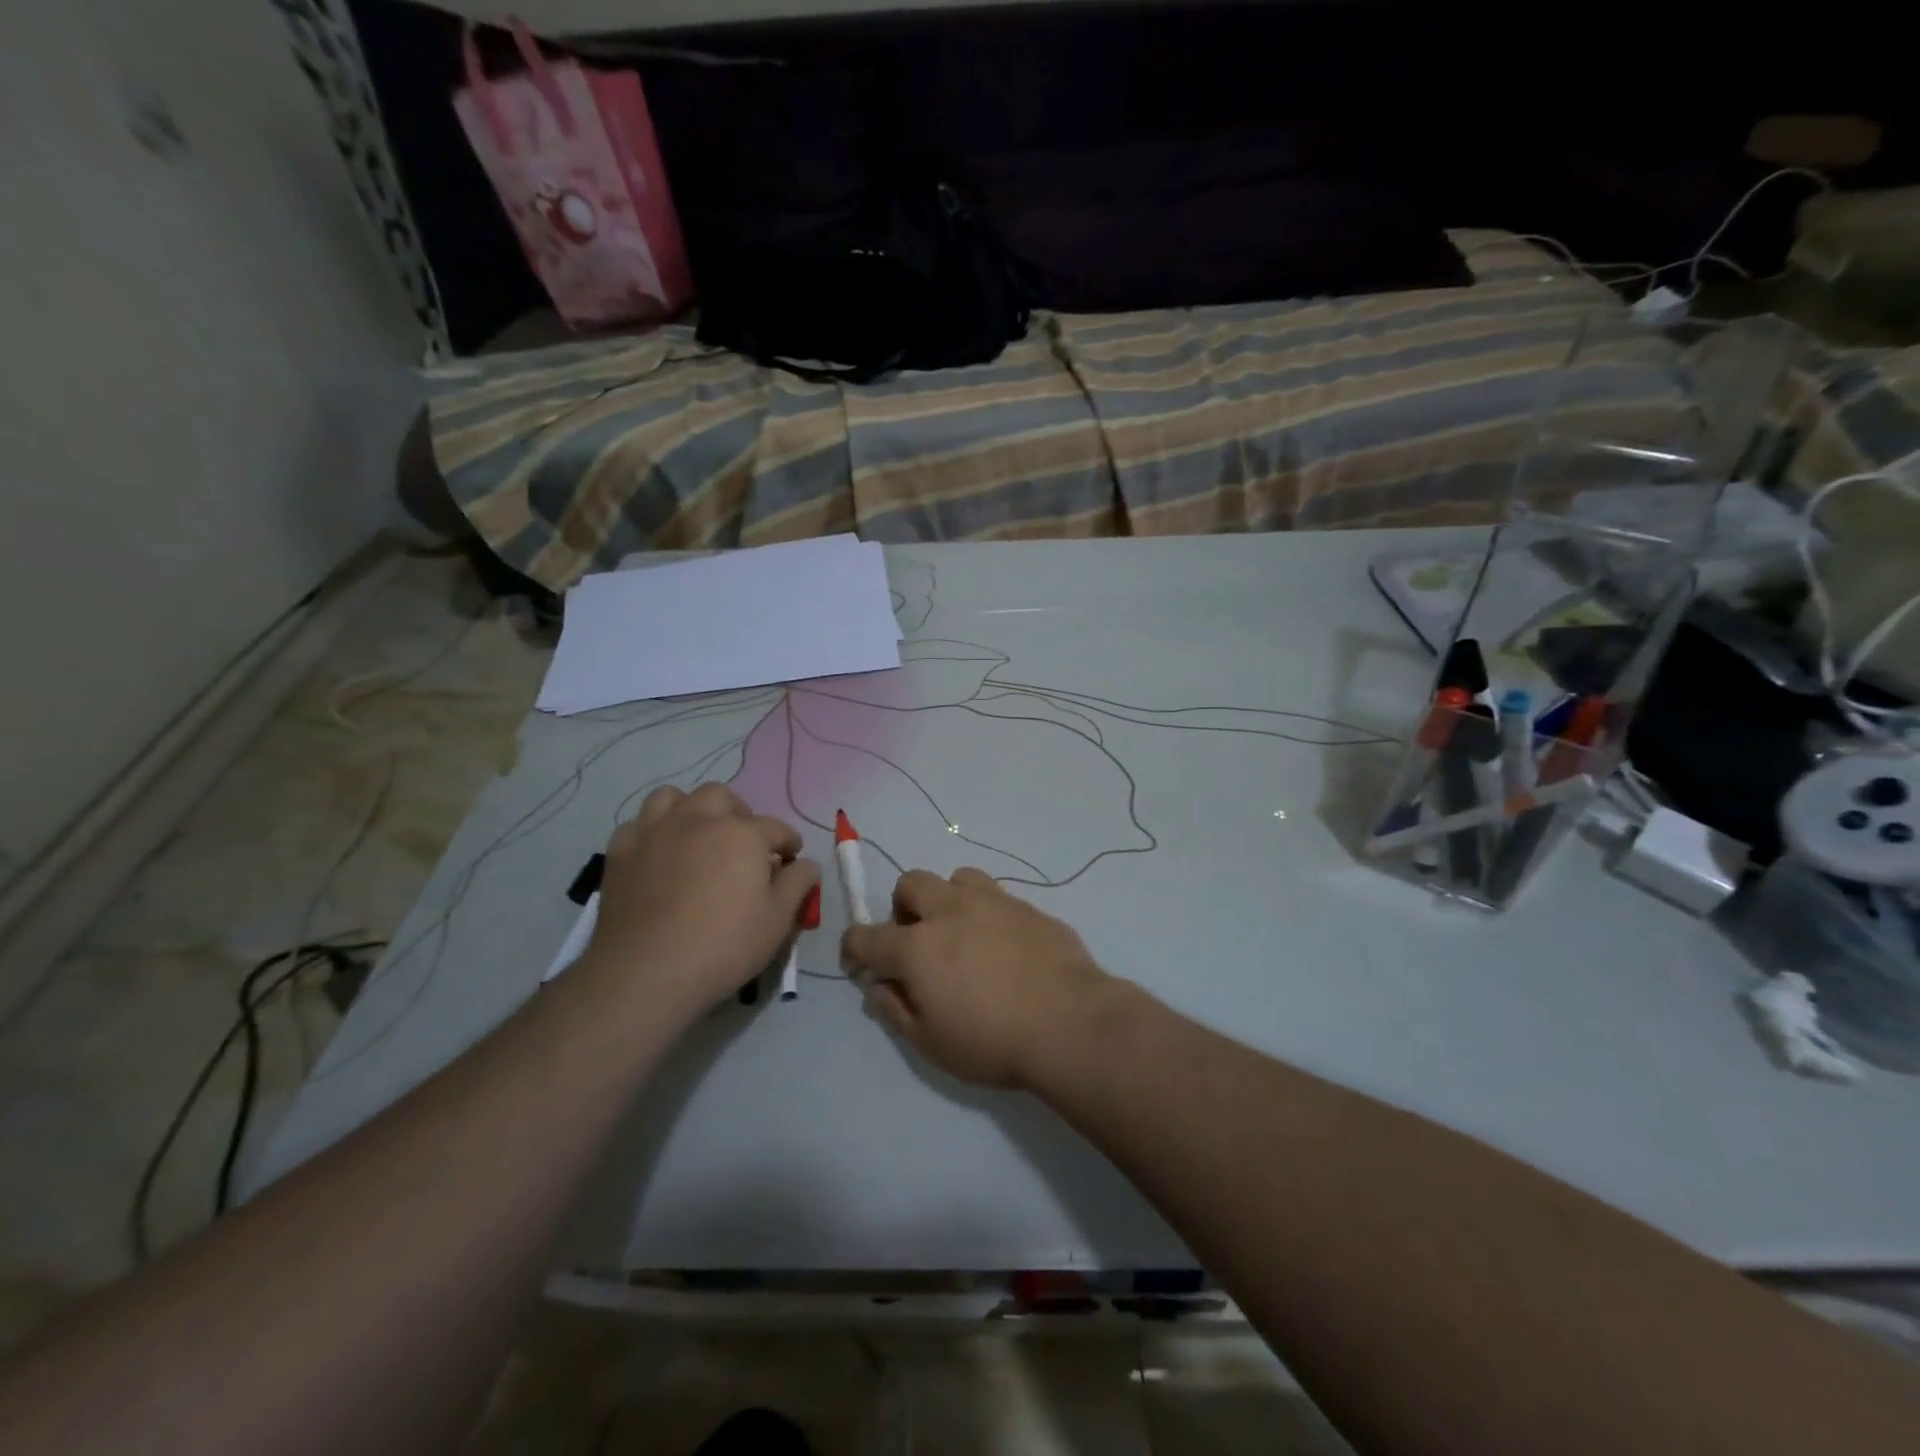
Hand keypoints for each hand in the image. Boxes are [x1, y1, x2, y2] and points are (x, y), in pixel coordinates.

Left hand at [582, 783, 818, 1021]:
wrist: (647, 973)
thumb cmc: (724, 945)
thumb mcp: (778, 920)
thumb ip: (798, 883)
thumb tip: (808, 863)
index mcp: (742, 833)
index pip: (775, 827)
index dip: (788, 842)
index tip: (791, 859)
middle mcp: (698, 819)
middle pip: (721, 797)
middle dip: (738, 813)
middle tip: (743, 843)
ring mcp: (654, 831)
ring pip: (673, 798)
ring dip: (690, 810)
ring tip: (698, 836)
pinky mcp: (620, 852)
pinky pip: (638, 825)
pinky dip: (652, 832)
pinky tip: (658, 854)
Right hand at [842, 868, 1113, 1088]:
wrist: (1071, 1024)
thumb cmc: (992, 1041)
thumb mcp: (931, 1043)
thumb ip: (896, 1010)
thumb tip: (879, 986)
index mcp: (917, 946)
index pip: (865, 935)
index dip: (854, 949)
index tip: (862, 965)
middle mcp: (950, 911)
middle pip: (910, 884)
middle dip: (903, 908)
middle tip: (917, 941)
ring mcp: (994, 902)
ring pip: (957, 878)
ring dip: (948, 900)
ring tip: (963, 933)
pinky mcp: (1029, 907)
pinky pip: (998, 897)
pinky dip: (989, 914)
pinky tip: (1006, 946)